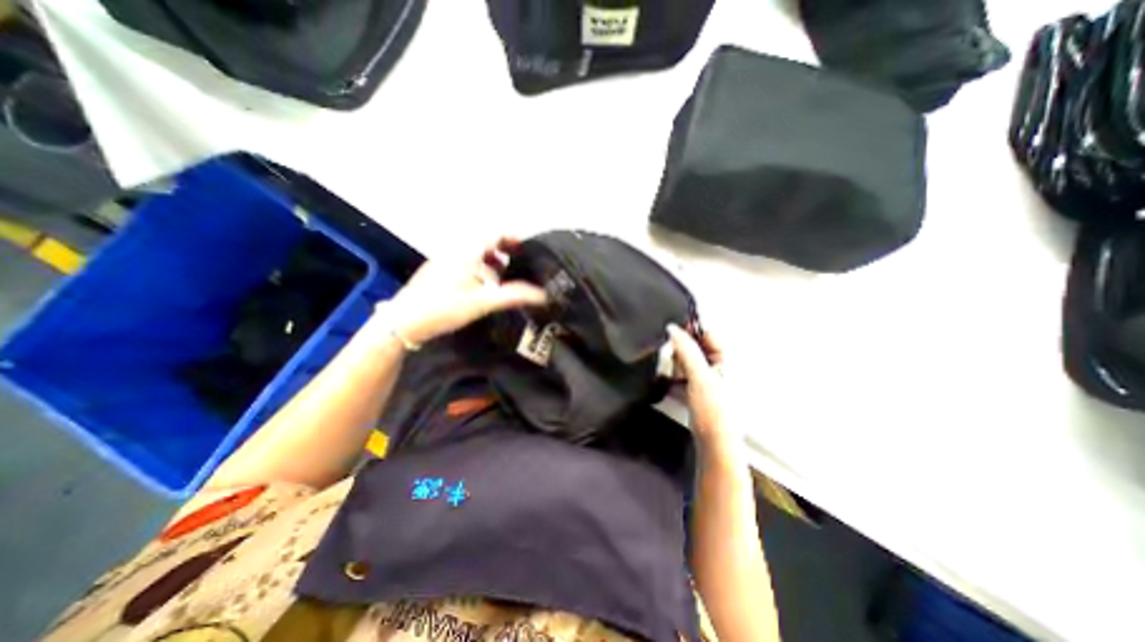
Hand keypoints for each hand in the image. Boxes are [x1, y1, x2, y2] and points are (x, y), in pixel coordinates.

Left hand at [382, 236, 546, 345]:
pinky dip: (478, 269)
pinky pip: (463, 263)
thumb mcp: (483, 302)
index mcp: (466, 252)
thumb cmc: (443, 308)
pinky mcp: (437, 273)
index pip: (494, 233)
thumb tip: (542, 294)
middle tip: (519, 263)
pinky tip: (482, 288)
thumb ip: (513, 296)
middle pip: (484, 242)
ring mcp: (443, 262)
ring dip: (490, 261)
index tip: (527, 248)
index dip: (512, 237)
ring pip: (473, 254)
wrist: (403, 323)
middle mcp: (454, 251)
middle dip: (503, 250)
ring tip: (504, 278)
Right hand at [668, 327, 737, 445]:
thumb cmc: (714, 410)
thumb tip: (672, 328)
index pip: (708, 333)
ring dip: (676, 365)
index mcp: (728, 359)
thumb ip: (686, 350)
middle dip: (680, 350)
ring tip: (670, 373)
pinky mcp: (701, 391)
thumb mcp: (699, 376)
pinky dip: (676, 377)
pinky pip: (685, 375)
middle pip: (696, 347)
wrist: (715, 445)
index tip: (671, 330)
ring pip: (688, 362)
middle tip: (670, 357)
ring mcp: (711, 379)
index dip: (690, 330)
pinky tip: (669, 383)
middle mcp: (721, 366)